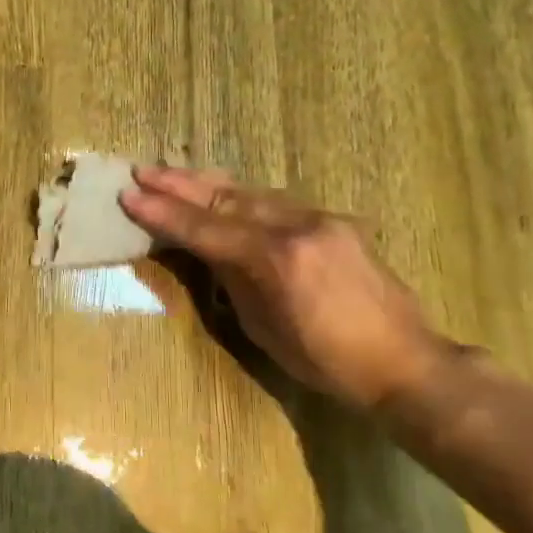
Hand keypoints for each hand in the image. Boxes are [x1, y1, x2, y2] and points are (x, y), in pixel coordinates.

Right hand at [121, 166, 446, 410]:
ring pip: (252, 192)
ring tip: (173, 173)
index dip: (164, 213)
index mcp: (275, 260)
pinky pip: (278, 202)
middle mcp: (297, 227)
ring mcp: (320, 219)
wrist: (403, 360)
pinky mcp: (336, 222)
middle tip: (142, 171)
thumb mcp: (263, 327)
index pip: (205, 229)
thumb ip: (234, 280)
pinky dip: (243, 196)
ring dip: (209, 184)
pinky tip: (224, 193)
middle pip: (226, 198)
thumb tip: (210, 252)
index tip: (129, 196)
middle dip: (180, 184)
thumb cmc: (325, 361)